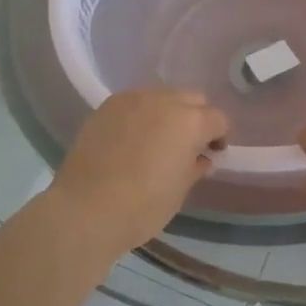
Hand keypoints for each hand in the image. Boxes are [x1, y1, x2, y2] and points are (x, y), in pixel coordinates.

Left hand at [50, 88, 228, 254]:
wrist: (85, 209)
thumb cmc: (142, 206)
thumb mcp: (180, 191)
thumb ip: (195, 167)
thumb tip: (201, 158)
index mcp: (190, 122)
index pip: (218, 118)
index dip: (220, 136)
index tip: (213, 153)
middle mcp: (164, 100)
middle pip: (193, 99)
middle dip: (197, 117)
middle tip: (190, 144)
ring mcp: (132, 99)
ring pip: (162, 96)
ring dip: (169, 112)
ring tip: (159, 139)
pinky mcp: (107, 106)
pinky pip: (135, 102)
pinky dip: (142, 114)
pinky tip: (134, 138)